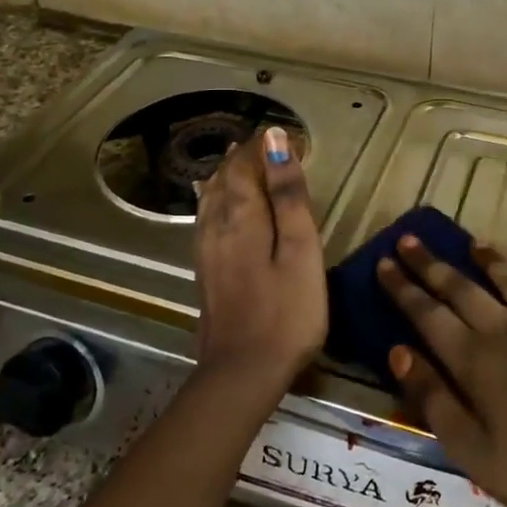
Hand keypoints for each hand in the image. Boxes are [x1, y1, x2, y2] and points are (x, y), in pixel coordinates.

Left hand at [192, 127, 326, 404]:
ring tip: (242, 164)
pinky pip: (207, 220)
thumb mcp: (301, 249)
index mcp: (241, 215)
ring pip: (210, 199)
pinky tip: (220, 207)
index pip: (244, 164)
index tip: (284, 134)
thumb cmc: (286, 311)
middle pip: (223, 179)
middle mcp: (216, 226)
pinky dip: (218, 201)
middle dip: (242, 158)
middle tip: (265, 145)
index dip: (261, 146)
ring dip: (227, 177)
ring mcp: (206, 251)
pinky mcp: (205, 272)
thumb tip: (276, 140)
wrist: (242, 372)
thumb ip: (288, 195)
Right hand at [378, 236, 506, 506]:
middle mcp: (505, 330)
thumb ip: (433, 399)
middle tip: (408, 239)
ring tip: (471, 242)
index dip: (402, 288)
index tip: (383, 263)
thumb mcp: (473, 451)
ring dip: (488, 259)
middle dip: (431, 264)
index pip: (427, 314)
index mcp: (474, 359)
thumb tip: (397, 352)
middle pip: (461, 288)